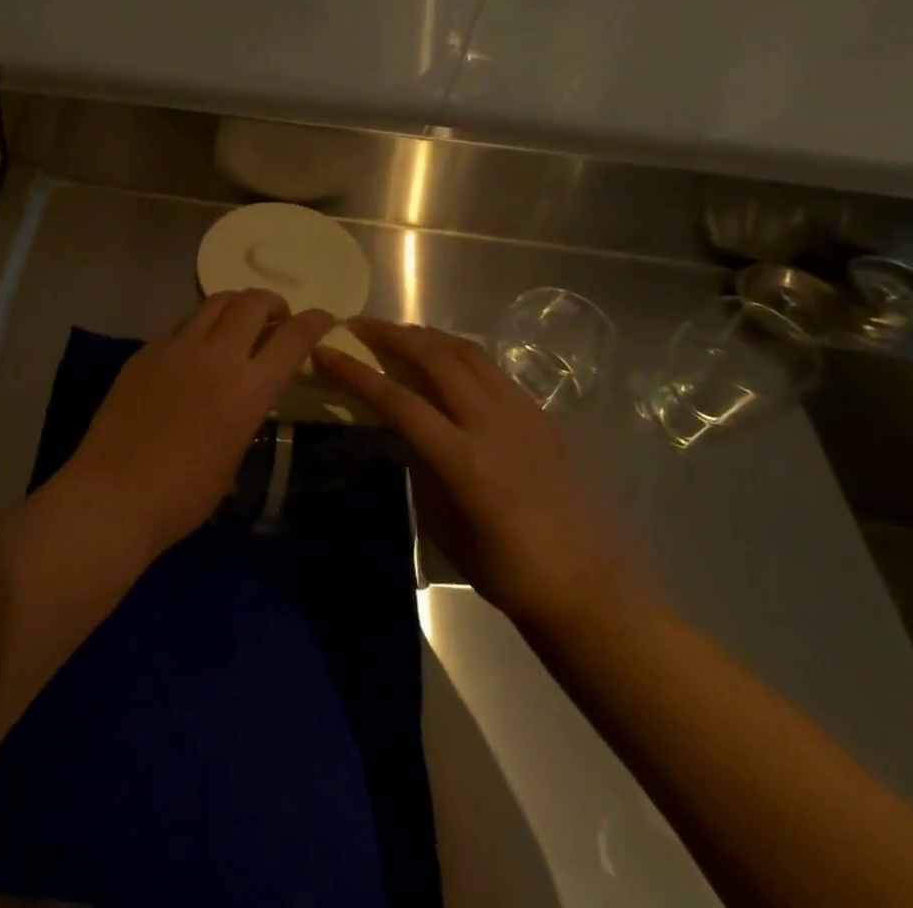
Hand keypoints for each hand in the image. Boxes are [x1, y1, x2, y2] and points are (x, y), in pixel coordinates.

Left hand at [64, 291, 333, 553]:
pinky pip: (182, 326)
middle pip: (252, 303)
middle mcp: (215, 355)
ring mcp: (175, 347)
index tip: (323, 318)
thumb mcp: (233, 455)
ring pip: (214, 303)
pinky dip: (200, 328)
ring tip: (238, 324)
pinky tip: (194, 352)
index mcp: (247, 388)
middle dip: (273, 303)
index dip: (314, 322)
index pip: (292, 337)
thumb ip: (246, 412)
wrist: (115, 493)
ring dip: (236, 307)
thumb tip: (244, 395)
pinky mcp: (146, 350)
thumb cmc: (184, 495)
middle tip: (276, 319)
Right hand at [315, 318, 645, 631]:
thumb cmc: (505, 570)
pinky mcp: (540, 415)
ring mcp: (522, 414)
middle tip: (358, 326)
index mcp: (463, 460)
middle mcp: (492, 424)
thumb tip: (404, 429)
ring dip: (426, 336)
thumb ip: (420, 466)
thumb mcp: (442, 524)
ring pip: (467, 352)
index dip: (355, 372)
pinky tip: (445, 362)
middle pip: (435, 358)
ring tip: (398, 334)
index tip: (324, 350)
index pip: (397, 400)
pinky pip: (491, 369)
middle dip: (391, 335)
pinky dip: (458, 353)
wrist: (588, 587)